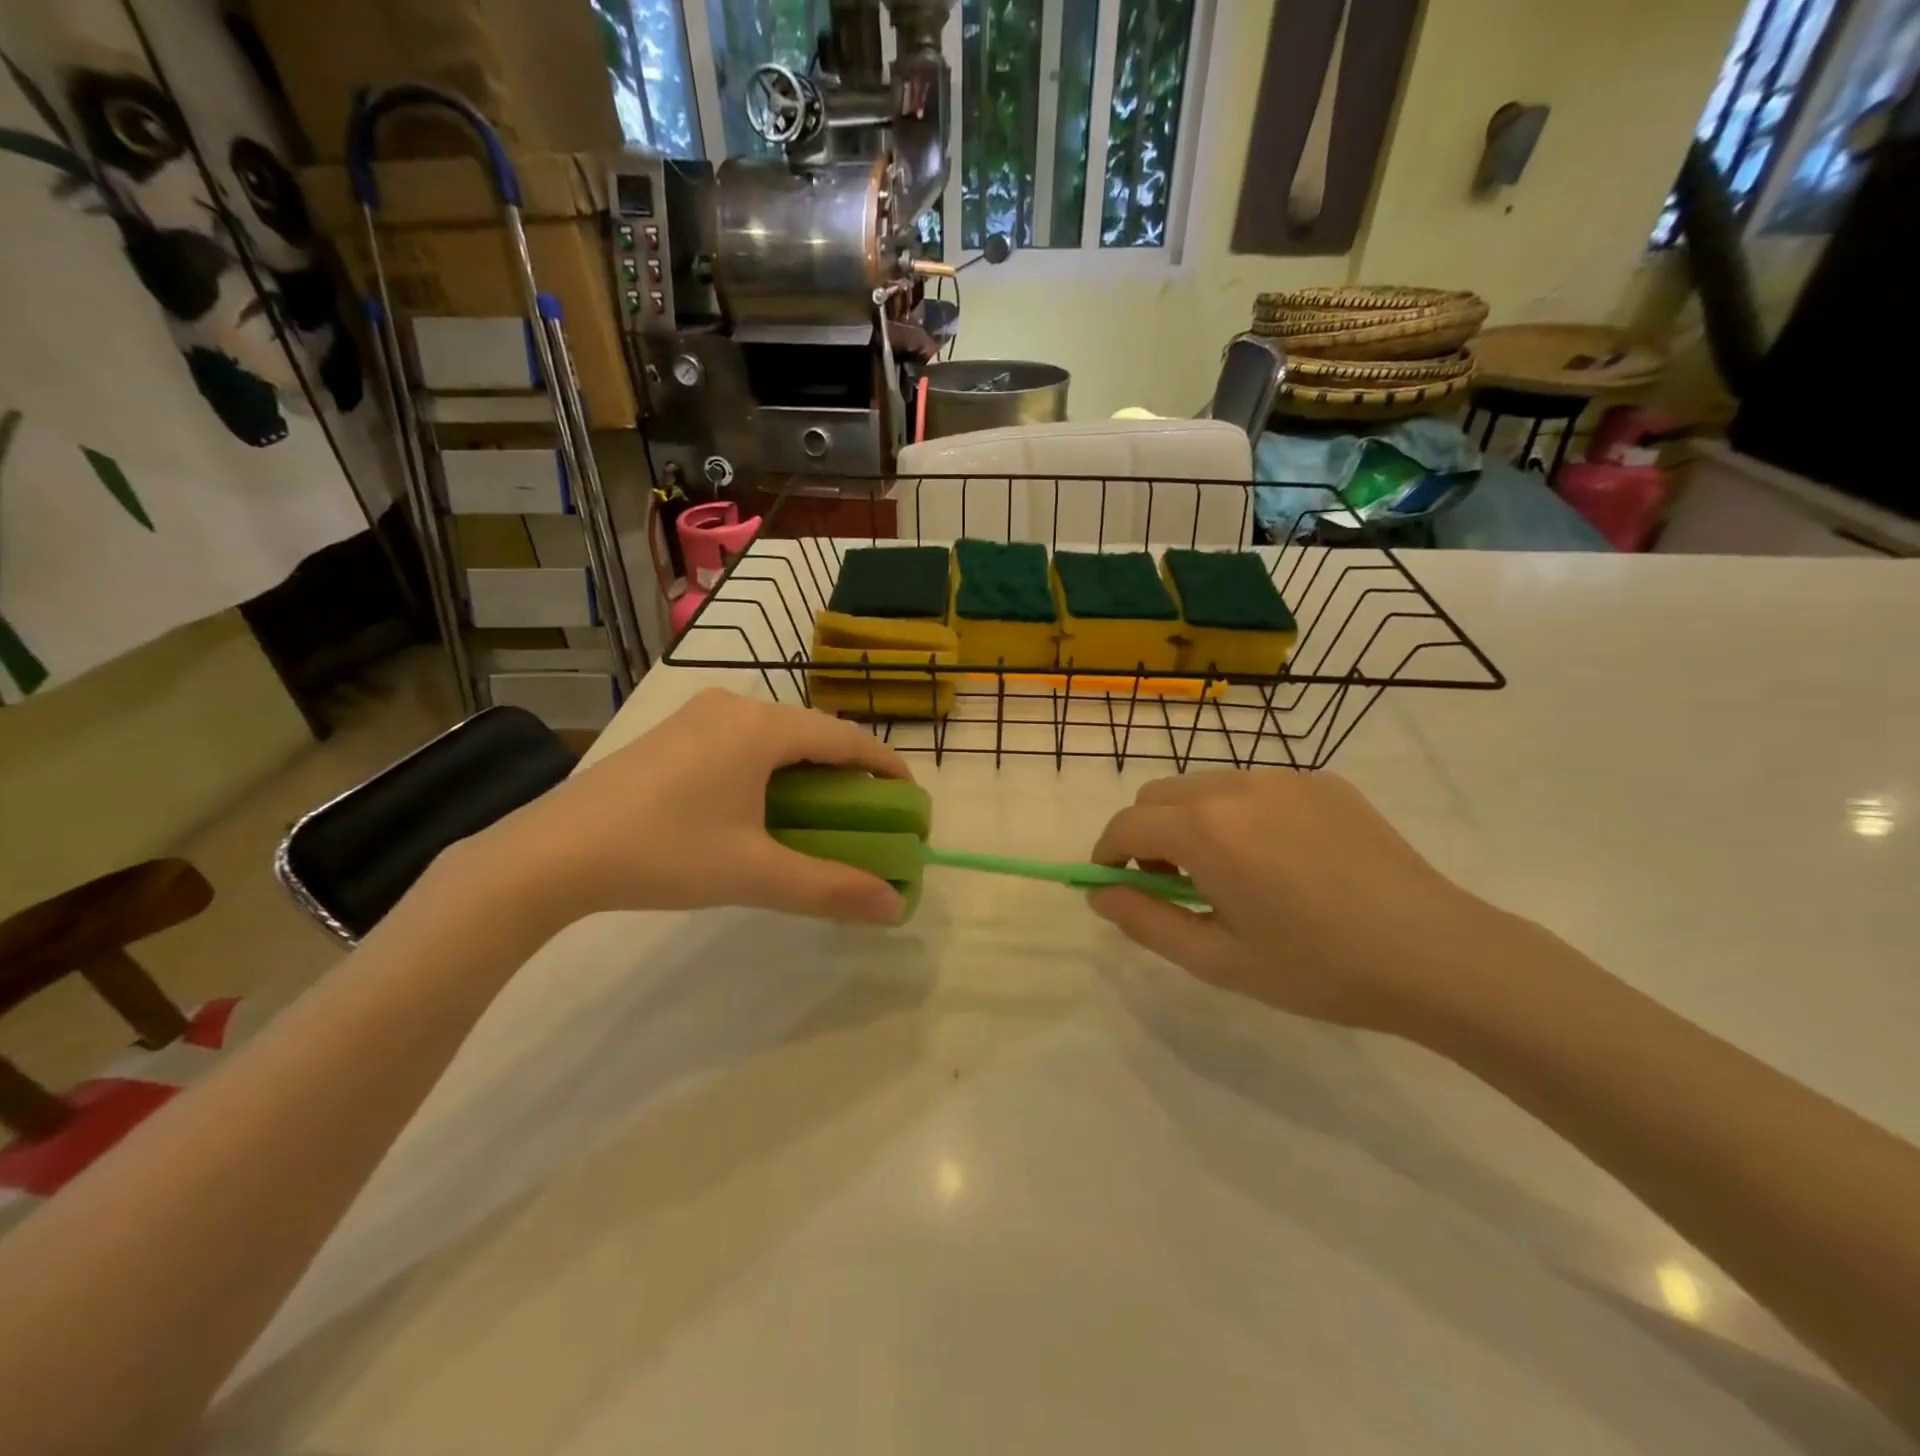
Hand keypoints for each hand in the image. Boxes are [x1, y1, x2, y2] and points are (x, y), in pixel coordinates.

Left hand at [460, 689, 911, 929]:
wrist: (551, 854)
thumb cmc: (664, 853)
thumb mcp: (754, 873)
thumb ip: (830, 888)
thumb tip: (894, 907)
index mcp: (762, 727)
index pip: (845, 737)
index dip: (884, 765)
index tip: (908, 797)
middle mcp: (734, 706)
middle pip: (811, 732)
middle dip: (846, 770)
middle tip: (866, 812)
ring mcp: (696, 716)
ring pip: (774, 735)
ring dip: (805, 768)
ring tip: (819, 811)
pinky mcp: (671, 733)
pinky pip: (741, 740)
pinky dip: (768, 767)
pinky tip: (761, 804)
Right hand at [1088, 770, 1525, 1034]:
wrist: (1438, 955)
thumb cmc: (1318, 968)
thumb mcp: (1218, 959)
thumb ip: (1145, 921)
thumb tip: (1098, 894)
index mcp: (1207, 830)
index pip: (1126, 824)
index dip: (1108, 853)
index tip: (1115, 884)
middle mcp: (1237, 786)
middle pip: (1159, 795)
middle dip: (1147, 834)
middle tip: (1174, 884)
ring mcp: (1284, 778)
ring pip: (1205, 785)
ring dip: (1192, 820)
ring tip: (1230, 873)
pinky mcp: (1323, 781)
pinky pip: (1256, 787)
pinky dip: (1241, 814)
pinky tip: (1281, 859)